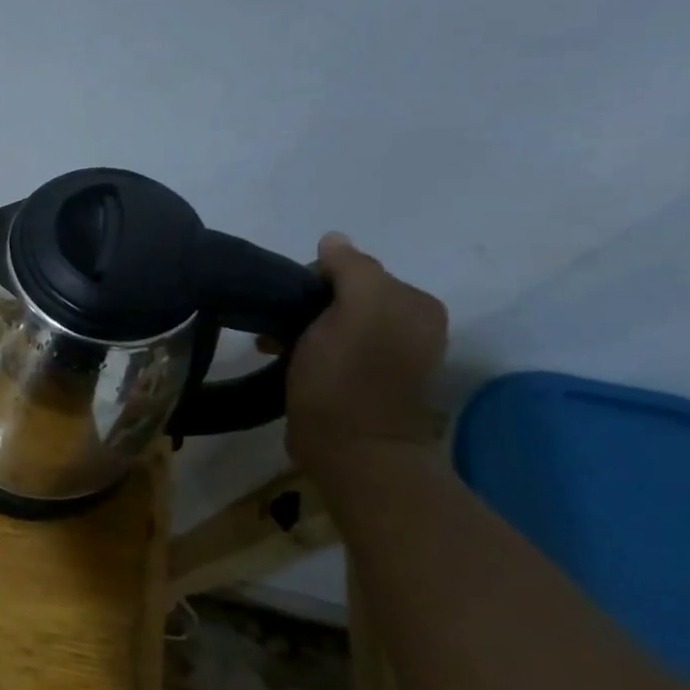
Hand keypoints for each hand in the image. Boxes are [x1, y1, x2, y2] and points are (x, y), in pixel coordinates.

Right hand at [284, 233, 448, 471]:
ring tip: (274, 346)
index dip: (315, 280)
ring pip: (333, 323)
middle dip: (306, 306)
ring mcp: (389, 356)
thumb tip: (333, 239)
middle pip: (343, 296)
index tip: (288, 304)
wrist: (352, 450)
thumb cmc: (349, 377)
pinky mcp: (364, 382)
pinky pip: (331, 349)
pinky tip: (286, 361)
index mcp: (415, 304)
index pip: (355, 270)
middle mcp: (410, 325)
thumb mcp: (355, 311)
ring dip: (301, 329)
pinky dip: (306, 349)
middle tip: (276, 328)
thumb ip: (351, 269)